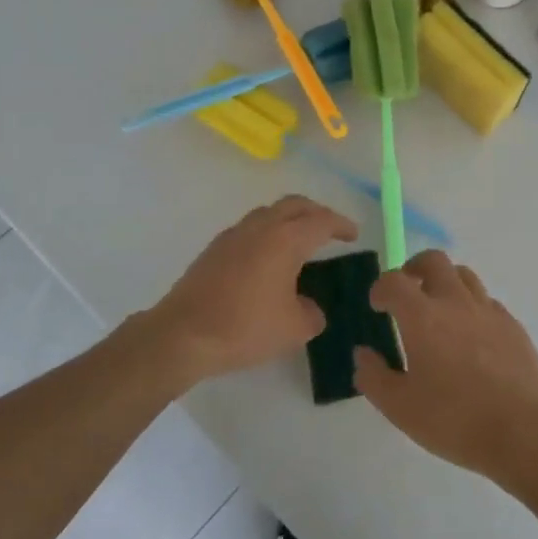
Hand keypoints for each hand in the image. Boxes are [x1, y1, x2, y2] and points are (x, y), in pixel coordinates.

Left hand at [150, 195, 357, 384]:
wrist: (184, 333)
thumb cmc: (245, 327)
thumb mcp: (294, 329)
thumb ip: (312, 314)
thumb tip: (309, 307)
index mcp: (285, 239)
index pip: (321, 220)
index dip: (341, 225)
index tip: (353, 234)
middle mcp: (260, 227)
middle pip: (294, 204)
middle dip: (316, 212)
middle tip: (330, 229)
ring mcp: (234, 234)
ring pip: (269, 213)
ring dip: (289, 220)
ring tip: (300, 242)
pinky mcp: (215, 248)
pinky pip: (250, 228)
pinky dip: (268, 233)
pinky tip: (268, 259)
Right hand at [353, 251, 537, 485]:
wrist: (526, 433)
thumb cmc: (456, 420)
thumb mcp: (400, 408)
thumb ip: (374, 377)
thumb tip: (363, 354)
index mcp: (422, 317)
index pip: (394, 282)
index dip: (381, 288)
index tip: (378, 305)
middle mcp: (455, 302)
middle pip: (434, 261)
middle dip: (414, 268)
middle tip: (407, 291)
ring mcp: (489, 312)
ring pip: (464, 275)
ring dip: (445, 282)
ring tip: (439, 309)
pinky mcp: (514, 326)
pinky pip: (487, 302)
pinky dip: (472, 306)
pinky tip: (471, 336)